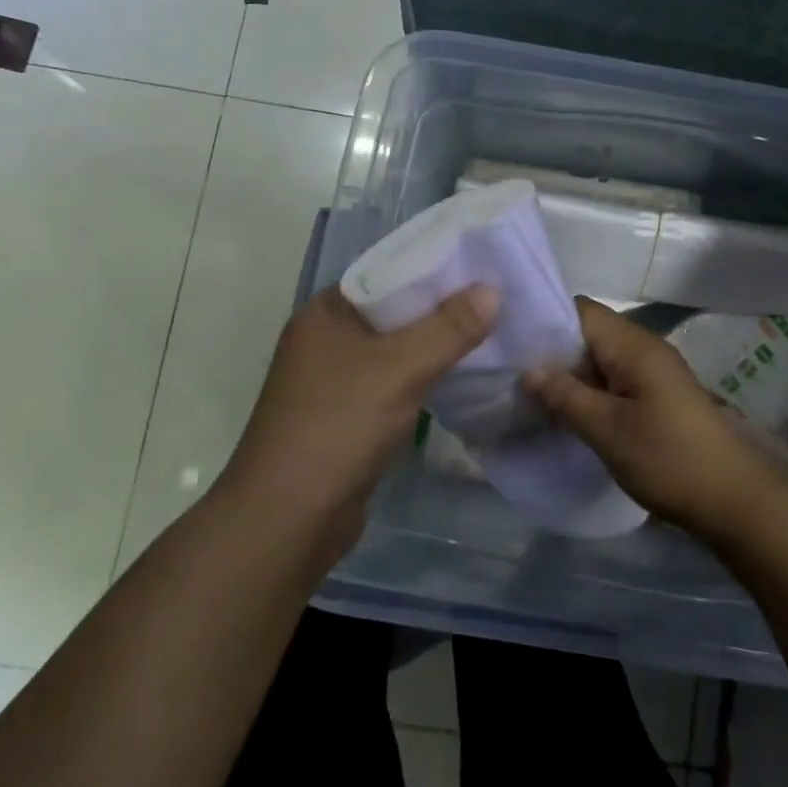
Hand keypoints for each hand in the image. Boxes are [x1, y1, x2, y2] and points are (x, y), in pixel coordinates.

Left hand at [222, 283, 497, 544]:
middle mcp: (327, 338)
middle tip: (498, 298)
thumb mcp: (400, 368)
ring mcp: (335, 380)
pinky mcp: (349, 415)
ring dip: (437, 344)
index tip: (484, 266)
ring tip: (491, 330)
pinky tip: (461, 374)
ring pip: (398, 349)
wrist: (288, 520)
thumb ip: (449, 328)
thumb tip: (492, 290)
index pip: (389, 273)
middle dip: (443, 308)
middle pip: (396, 311)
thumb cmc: (338, 426)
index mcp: (326, 312)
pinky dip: (425, 376)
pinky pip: (395, 381)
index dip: (436, 267)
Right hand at [521, 298, 787, 540]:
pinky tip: (562, 412)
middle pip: (587, 332)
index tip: (505, 337)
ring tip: (525, 392)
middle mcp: (643, 348)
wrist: (733, 499)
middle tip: (506, 371)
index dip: (542, 318)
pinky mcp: (656, 396)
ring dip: (567, 373)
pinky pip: (612, 380)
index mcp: (633, 345)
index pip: (579, 310)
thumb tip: (527, 369)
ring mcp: (651, 373)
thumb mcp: (608, 430)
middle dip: (549, 350)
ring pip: (598, 359)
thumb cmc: (669, 458)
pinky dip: (586, 390)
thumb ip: (565, 396)